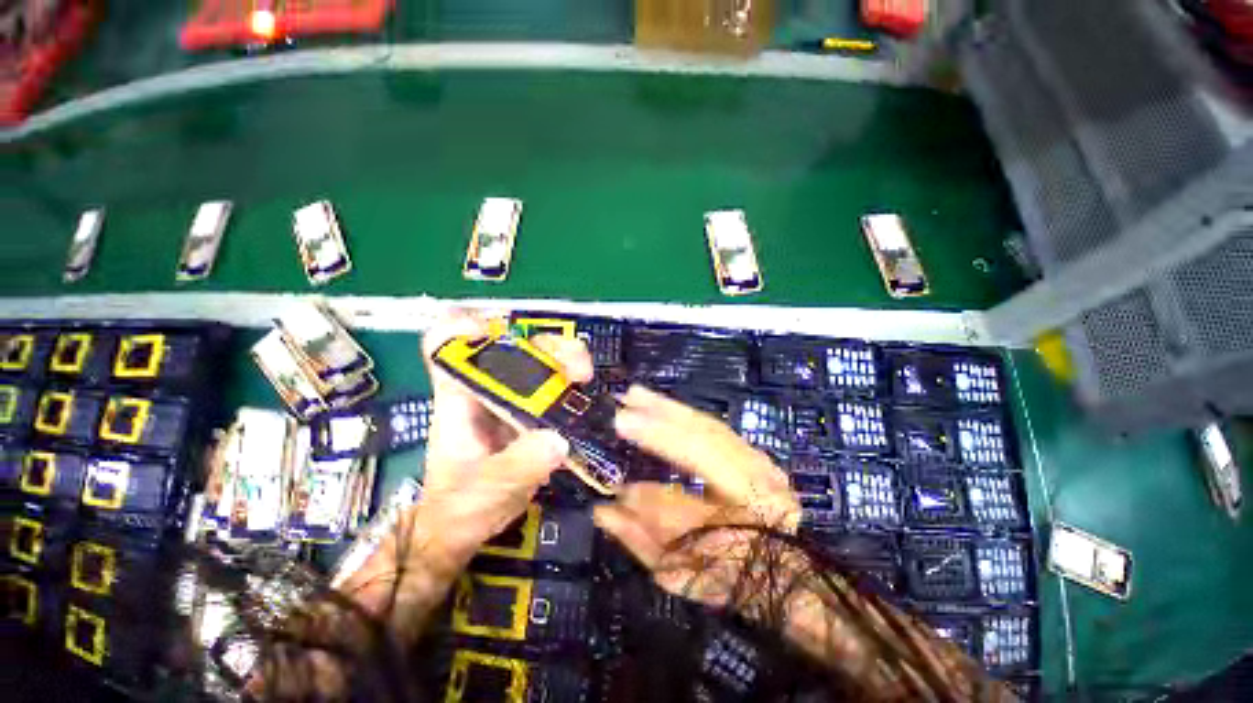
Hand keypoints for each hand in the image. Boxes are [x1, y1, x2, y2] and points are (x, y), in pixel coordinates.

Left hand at [417, 309, 593, 562]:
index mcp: (458, 399)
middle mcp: (486, 390)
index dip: (466, 329)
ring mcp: (512, 399)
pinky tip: (585, 393)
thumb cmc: (460, 509)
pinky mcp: (533, 413)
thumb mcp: (483, 491)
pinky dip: (572, 381)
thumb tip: (557, 441)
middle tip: (575, 368)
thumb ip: (516, 467)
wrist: (466, 528)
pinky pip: (554, 385)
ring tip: (584, 377)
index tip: (499, 335)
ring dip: (566, 359)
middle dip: (546, 346)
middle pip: (514, 345)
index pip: (446, 345)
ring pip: (539, 360)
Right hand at [593, 386, 800, 607]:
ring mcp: (764, 466)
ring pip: (713, 428)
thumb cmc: (727, 575)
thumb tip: (606, 504)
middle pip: (709, 444)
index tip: (621, 428)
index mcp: (745, 533)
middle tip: (626, 402)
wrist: (786, 571)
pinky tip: (663, 405)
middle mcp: (763, 491)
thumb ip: (640, 537)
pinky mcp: (757, 453)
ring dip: (671, 408)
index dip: (653, 470)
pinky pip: (716, 427)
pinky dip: (685, 413)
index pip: (691, 496)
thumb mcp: (677, 570)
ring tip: (637, 394)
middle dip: (662, 420)